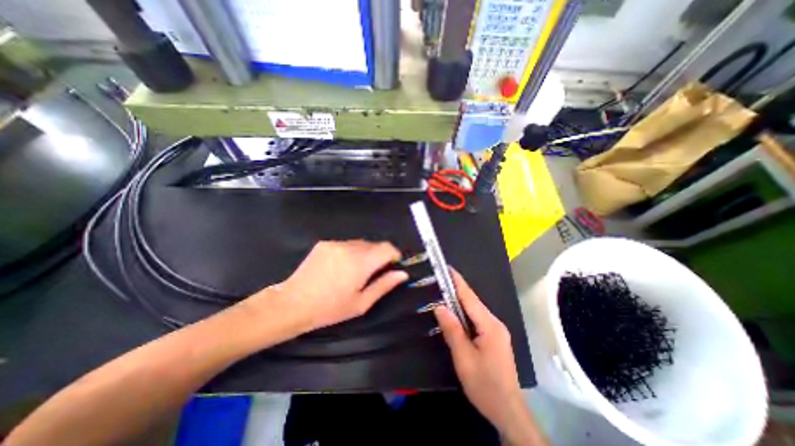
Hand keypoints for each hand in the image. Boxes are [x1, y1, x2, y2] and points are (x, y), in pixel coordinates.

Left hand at [273, 240, 408, 329]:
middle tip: (373, 273)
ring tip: (356, 271)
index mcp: (361, 262)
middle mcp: (350, 247)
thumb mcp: (361, 303)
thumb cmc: (330, 308)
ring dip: (365, 253)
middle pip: (375, 244)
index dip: (394, 255)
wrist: (292, 303)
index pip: (387, 247)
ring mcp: (336, 243)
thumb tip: (402, 274)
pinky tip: (341, 266)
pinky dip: (351, 252)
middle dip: (379, 256)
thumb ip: (384, 285)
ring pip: (361, 243)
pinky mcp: (325, 243)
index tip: (392, 266)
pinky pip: (346, 244)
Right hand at [435, 269, 525, 436]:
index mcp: (489, 325)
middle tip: (440, 280)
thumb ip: (452, 330)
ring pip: (474, 311)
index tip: (447, 268)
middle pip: (473, 302)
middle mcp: (495, 323)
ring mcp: (496, 330)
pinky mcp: (494, 337)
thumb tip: (440, 307)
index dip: (458, 282)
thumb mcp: (464, 358)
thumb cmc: (485, 385)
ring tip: (443, 293)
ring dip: (459, 302)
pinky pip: (476, 319)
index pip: (470, 297)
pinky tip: (455, 314)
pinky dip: (464, 313)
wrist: (507, 411)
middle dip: (456, 290)